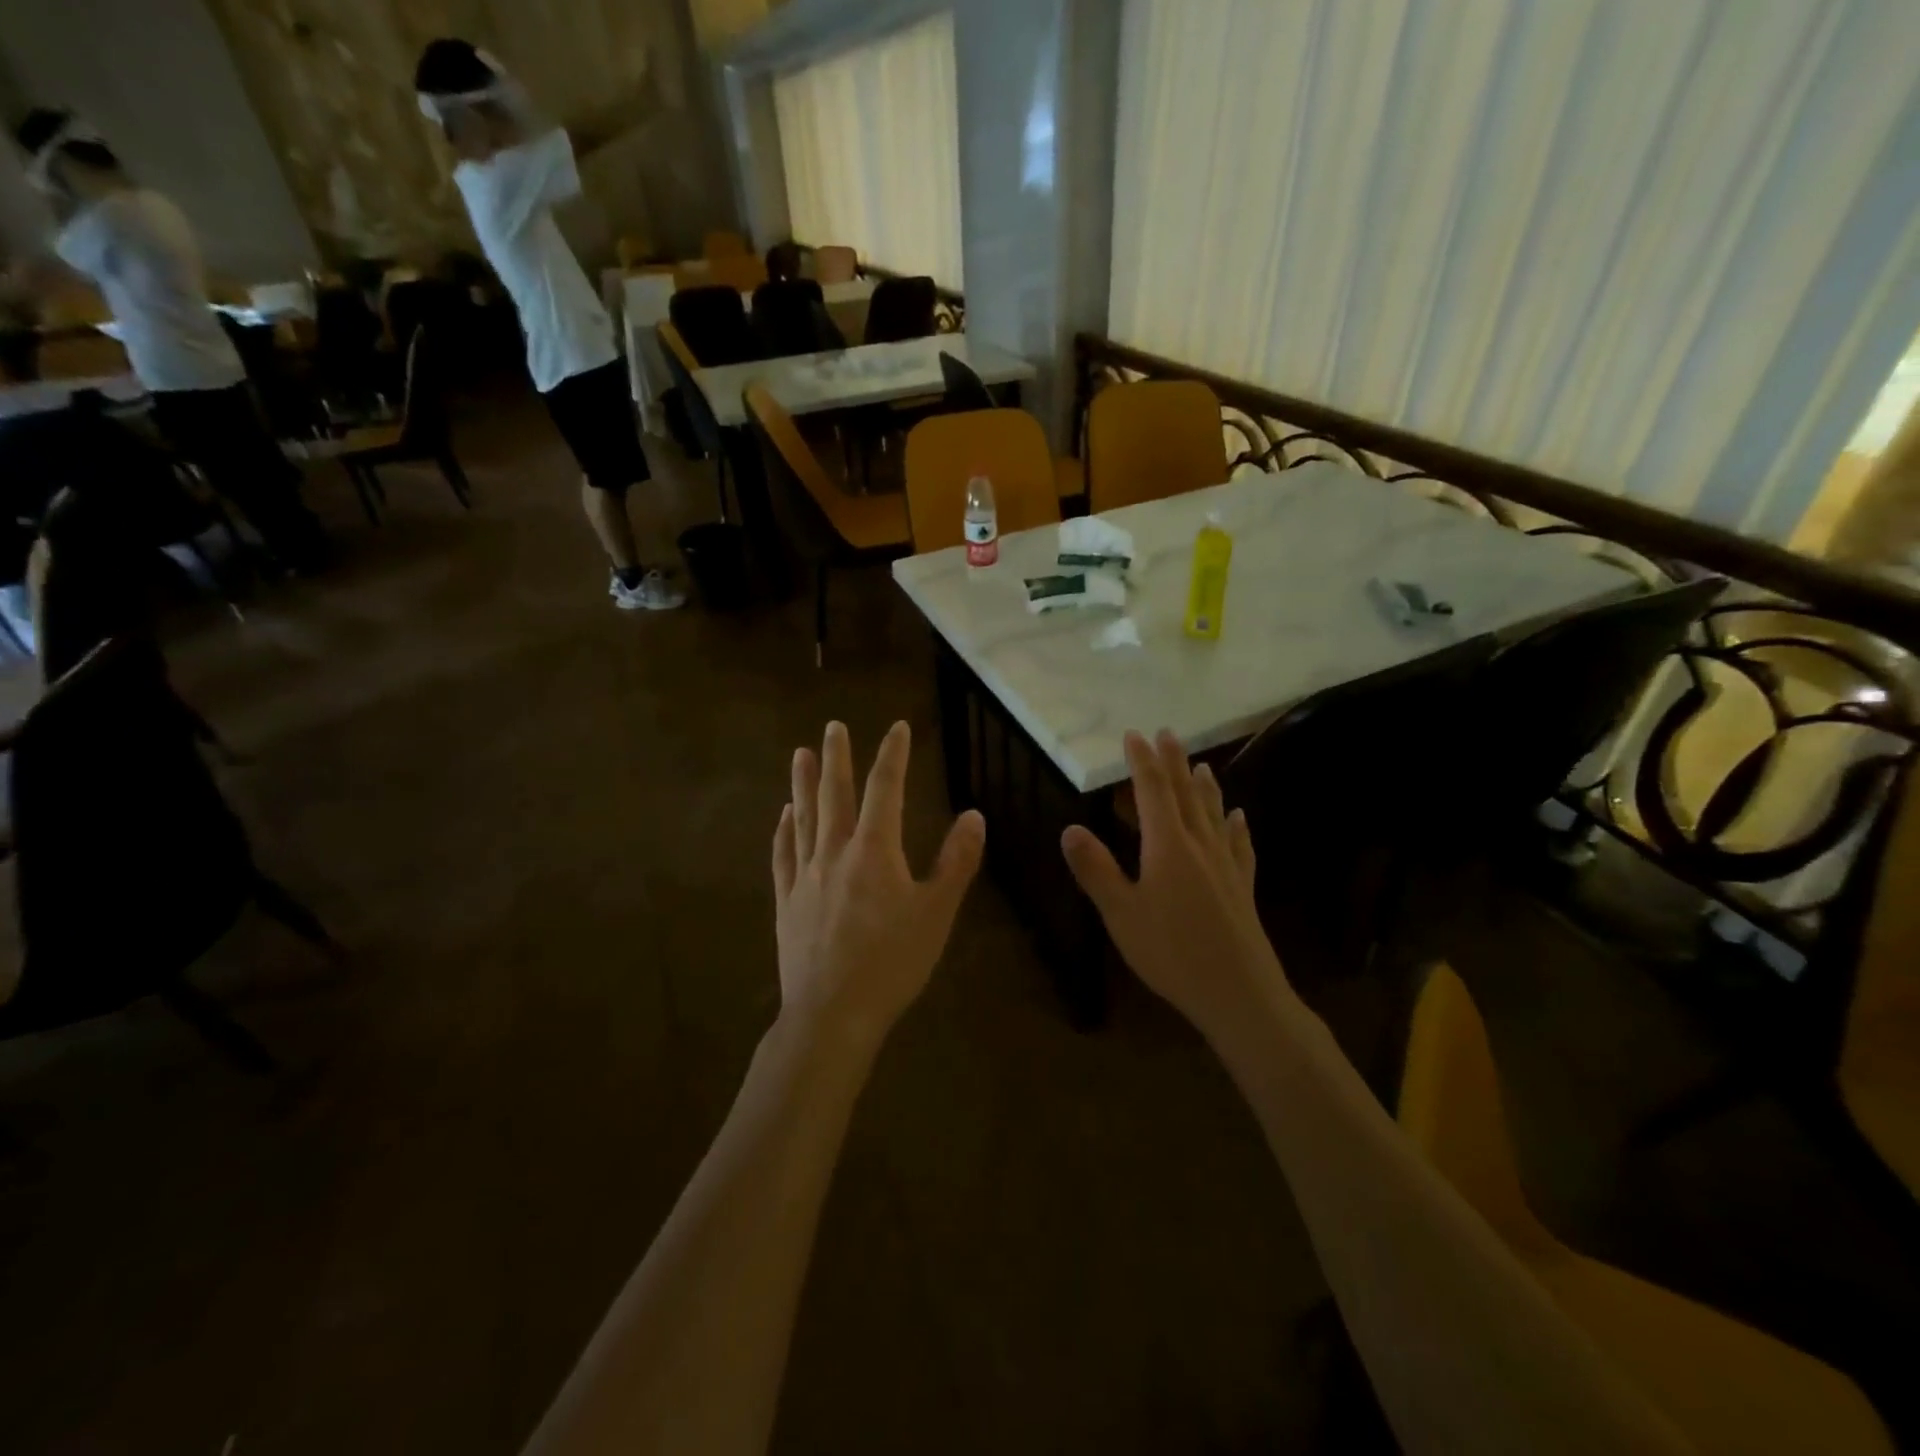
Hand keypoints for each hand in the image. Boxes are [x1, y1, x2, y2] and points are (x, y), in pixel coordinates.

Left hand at [773, 721, 985, 1041]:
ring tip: (801, 754)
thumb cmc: (892, 963)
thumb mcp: (936, 912)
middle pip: (835, 795)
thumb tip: (974, 815)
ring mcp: (804, 876)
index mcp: (874, 851)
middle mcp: (834, 852)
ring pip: (804, 818)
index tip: (897, 728)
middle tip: (833, 726)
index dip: (892, 755)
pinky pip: (783, 856)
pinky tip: (783, 816)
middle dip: (838, 757)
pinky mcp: (786, 901)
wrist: (832, 1013)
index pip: (884, 789)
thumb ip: (956, 861)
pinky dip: (784, 831)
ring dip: (803, 783)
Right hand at [1062, 730, 1293, 1040]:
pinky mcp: (1242, 886)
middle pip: (1186, 793)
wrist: (1239, 993)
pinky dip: (1236, 826)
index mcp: (1167, 845)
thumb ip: (1096, 869)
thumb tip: (1070, 829)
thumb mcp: (1121, 913)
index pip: (1152, 791)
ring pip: (1214, 813)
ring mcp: (1226, 865)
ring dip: (1205, 786)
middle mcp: (1200, 844)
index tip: (1134, 734)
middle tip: (1167, 733)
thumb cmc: (1172, 953)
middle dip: (1174, 761)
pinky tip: (1239, 818)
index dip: (1142, 761)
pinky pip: (1239, 844)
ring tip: (1202, 764)